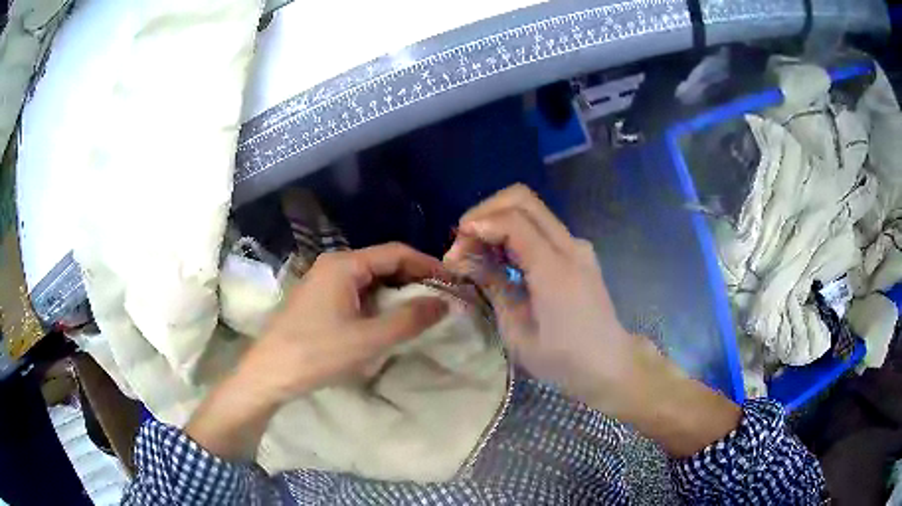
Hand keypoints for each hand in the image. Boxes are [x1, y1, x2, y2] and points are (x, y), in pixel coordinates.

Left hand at [239, 243, 448, 401]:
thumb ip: (409, 319)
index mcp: (345, 265)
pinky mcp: (318, 299)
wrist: (270, 373)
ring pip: (370, 278)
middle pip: (383, 262)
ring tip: (420, 310)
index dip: (428, 264)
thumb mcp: (368, 339)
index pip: (396, 252)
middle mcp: (333, 265)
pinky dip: (378, 301)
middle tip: (440, 298)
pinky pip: (356, 291)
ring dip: (396, 291)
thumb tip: (444, 303)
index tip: (452, 282)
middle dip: (413, 278)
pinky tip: (387, 319)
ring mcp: (323, 281)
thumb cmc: (317, 352)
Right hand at [444, 184, 632, 407]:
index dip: (478, 225)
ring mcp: (577, 246)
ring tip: (476, 251)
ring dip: (498, 219)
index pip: (513, 220)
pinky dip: (513, 230)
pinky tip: (500, 257)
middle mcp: (570, 246)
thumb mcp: (517, 331)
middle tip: (463, 242)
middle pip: (522, 199)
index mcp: (555, 270)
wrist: (608, 365)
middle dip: (485, 212)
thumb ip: (492, 285)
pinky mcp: (577, 252)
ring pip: (531, 208)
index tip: (455, 249)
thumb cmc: (561, 359)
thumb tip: (462, 257)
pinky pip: (540, 227)